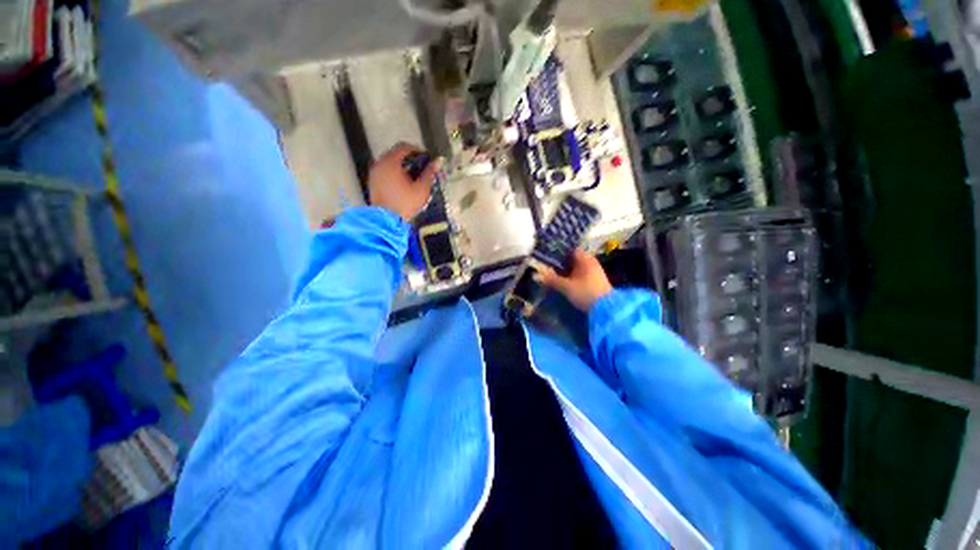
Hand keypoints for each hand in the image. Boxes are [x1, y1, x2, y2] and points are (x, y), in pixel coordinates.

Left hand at [368, 143, 440, 221]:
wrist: (386, 220)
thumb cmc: (405, 203)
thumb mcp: (421, 188)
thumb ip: (429, 173)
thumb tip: (438, 161)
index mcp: (391, 161)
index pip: (404, 147)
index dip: (417, 150)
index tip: (426, 159)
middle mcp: (380, 162)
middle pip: (396, 153)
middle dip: (409, 158)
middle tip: (421, 168)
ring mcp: (374, 172)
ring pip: (389, 162)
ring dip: (401, 165)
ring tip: (413, 176)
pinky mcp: (372, 181)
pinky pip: (384, 170)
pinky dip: (394, 172)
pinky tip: (403, 183)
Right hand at [540, 250, 612, 310]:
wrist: (606, 309)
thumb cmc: (586, 293)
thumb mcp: (566, 287)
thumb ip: (552, 279)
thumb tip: (539, 274)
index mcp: (585, 258)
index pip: (569, 250)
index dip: (558, 252)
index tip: (546, 255)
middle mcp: (590, 262)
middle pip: (572, 259)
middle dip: (559, 263)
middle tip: (545, 266)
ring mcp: (593, 272)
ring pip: (575, 268)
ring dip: (565, 271)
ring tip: (550, 274)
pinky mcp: (594, 282)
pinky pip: (579, 275)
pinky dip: (570, 277)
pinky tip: (561, 282)